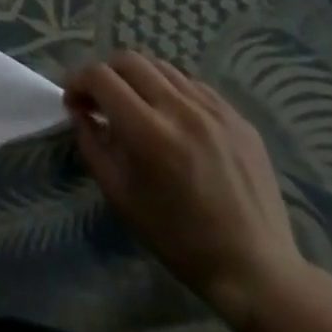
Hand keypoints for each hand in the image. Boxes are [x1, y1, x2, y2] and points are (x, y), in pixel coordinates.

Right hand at [65, 52, 312, 331]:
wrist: (256, 271)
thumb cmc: (178, 238)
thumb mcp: (119, 194)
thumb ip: (91, 142)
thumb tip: (79, 109)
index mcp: (148, 132)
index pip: (100, 76)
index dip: (78, 81)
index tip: (75, 101)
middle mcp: (181, 110)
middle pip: (129, 60)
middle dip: (106, 73)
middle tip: (102, 100)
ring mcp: (215, 111)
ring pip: (162, 67)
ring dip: (139, 78)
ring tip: (138, 106)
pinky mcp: (239, 118)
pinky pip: (194, 85)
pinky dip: (172, 91)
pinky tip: (173, 118)